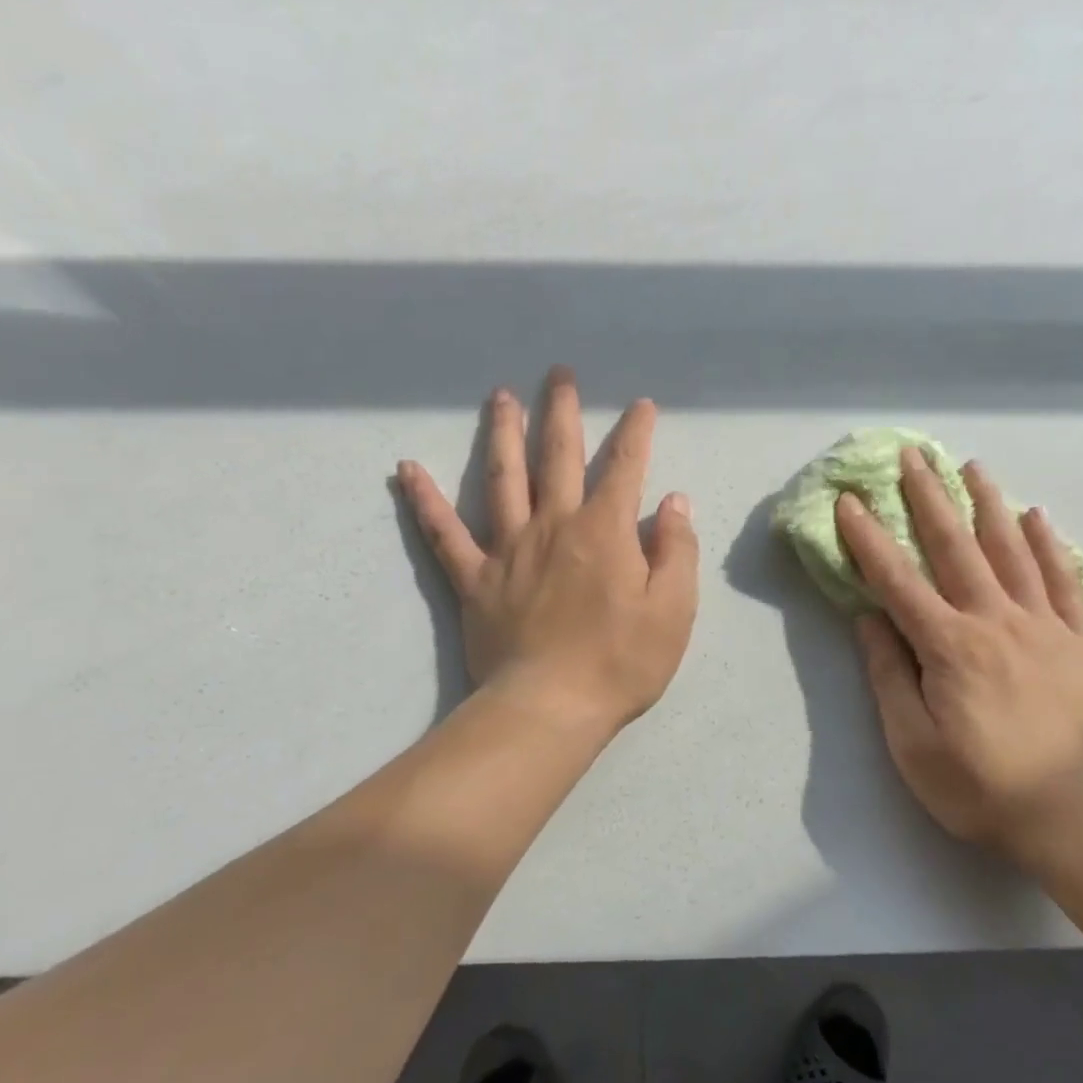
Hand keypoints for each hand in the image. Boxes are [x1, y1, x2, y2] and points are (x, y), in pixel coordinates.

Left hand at [396, 367, 698, 736]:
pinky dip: (425, 500)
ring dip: (502, 433)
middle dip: (562, 411)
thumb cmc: (621, 662)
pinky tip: (407, 469)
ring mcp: (508, 549)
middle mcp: (554, 525)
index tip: (642, 406)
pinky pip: (444, 533)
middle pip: (557, 456)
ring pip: (502, 477)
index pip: (625, 468)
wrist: (550, 707)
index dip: (636, 433)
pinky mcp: (474, 579)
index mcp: (604, 531)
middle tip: (559, 374)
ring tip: (501, 397)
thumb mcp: (674, 610)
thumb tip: (672, 502)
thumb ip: (676, 550)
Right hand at [835, 447, 1082, 862]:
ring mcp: (1042, 625)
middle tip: (912, 456)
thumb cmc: (978, 784)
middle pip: (955, 547)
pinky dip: (1048, 545)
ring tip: (971, 466)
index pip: (897, 580)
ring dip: (987, 504)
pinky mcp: (1077, 641)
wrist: (1070, 813)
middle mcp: (994, 620)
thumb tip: (869, 618)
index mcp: (949, 645)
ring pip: (1010, 551)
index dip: (869, 538)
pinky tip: (1036, 516)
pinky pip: (1062, 581)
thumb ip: (889, 675)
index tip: (849, 500)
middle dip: (929, 498)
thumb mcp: (912, 742)